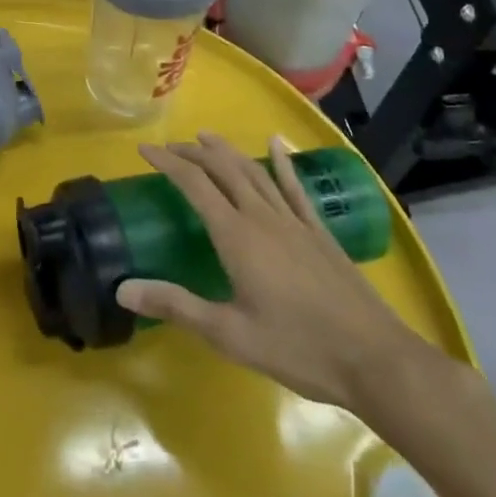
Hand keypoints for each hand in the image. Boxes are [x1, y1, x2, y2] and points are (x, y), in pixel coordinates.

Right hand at [116, 133, 446, 415]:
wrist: (373, 358)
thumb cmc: (297, 348)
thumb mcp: (229, 334)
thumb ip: (176, 306)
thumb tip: (122, 289)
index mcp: (236, 235)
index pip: (194, 185)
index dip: (167, 162)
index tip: (144, 149)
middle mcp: (262, 216)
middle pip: (223, 169)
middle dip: (193, 153)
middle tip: (170, 146)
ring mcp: (294, 221)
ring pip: (255, 171)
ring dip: (228, 151)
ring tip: (207, 137)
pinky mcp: (318, 232)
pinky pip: (295, 187)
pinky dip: (283, 162)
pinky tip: (277, 144)